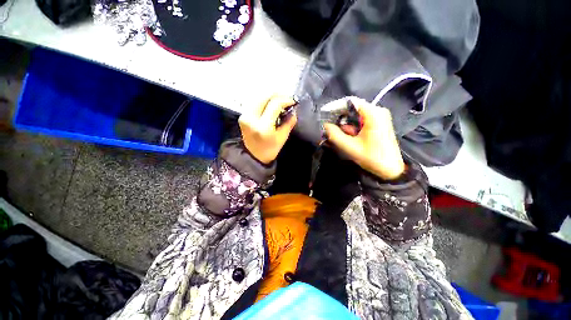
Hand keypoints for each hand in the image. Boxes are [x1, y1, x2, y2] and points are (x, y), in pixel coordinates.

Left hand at [238, 96, 296, 163]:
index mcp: (263, 126)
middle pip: (265, 96)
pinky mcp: (243, 115)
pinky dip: (265, 101)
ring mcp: (245, 115)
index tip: (293, 102)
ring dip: (271, 97)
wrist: (253, 156)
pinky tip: (272, 105)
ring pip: (259, 97)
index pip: (275, 104)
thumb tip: (293, 110)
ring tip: (281, 102)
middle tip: (287, 100)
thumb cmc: (269, 150)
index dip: (286, 100)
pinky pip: (255, 102)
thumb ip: (289, 123)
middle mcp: (251, 118)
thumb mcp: (282, 138)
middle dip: (278, 95)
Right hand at [324, 97, 404, 179]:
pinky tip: (349, 135)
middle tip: (330, 126)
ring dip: (346, 123)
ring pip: (356, 114)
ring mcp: (379, 117)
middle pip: (353, 108)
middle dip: (340, 116)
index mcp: (373, 114)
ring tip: (339, 133)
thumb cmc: (372, 157)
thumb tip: (325, 125)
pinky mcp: (379, 123)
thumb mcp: (350, 146)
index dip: (336, 107)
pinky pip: (362, 120)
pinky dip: (353, 126)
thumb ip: (335, 135)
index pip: (351, 102)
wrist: (391, 169)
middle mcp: (378, 111)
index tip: (325, 114)